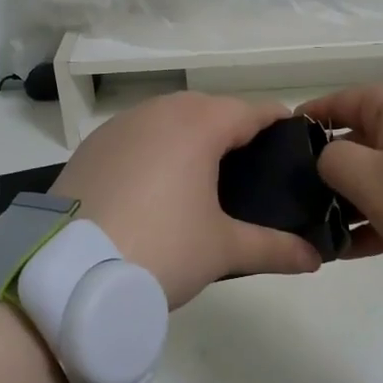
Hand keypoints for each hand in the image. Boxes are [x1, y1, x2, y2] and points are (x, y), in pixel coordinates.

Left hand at [49, 91, 323, 308]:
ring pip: (171, 118)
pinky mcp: (92, 145)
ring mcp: (120, 125)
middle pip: (211, 109)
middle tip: (253, 173)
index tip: (296, 148)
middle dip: (235, 132)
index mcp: (199, 123)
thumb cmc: (160, 249)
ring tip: (204, 180)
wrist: (68, 273)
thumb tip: (315, 257)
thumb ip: (273, 247)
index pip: (253, 111)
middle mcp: (160, 110)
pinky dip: (155, 149)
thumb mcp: (222, 250)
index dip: (279, 126)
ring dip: (192, 137)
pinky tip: (155, 187)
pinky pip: (138, 135)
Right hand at [299, 83, 382, 277]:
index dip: (304, 123)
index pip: (336, 102)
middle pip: (355, 139)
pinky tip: (350, 250)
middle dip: (325, 172)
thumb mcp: (371, 179)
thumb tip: (326, 157)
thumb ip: (332, 161)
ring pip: (377, 173)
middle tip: (294, 203)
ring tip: (319, 233)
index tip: (275, 150)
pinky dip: (377, 216)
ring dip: (349, 201)